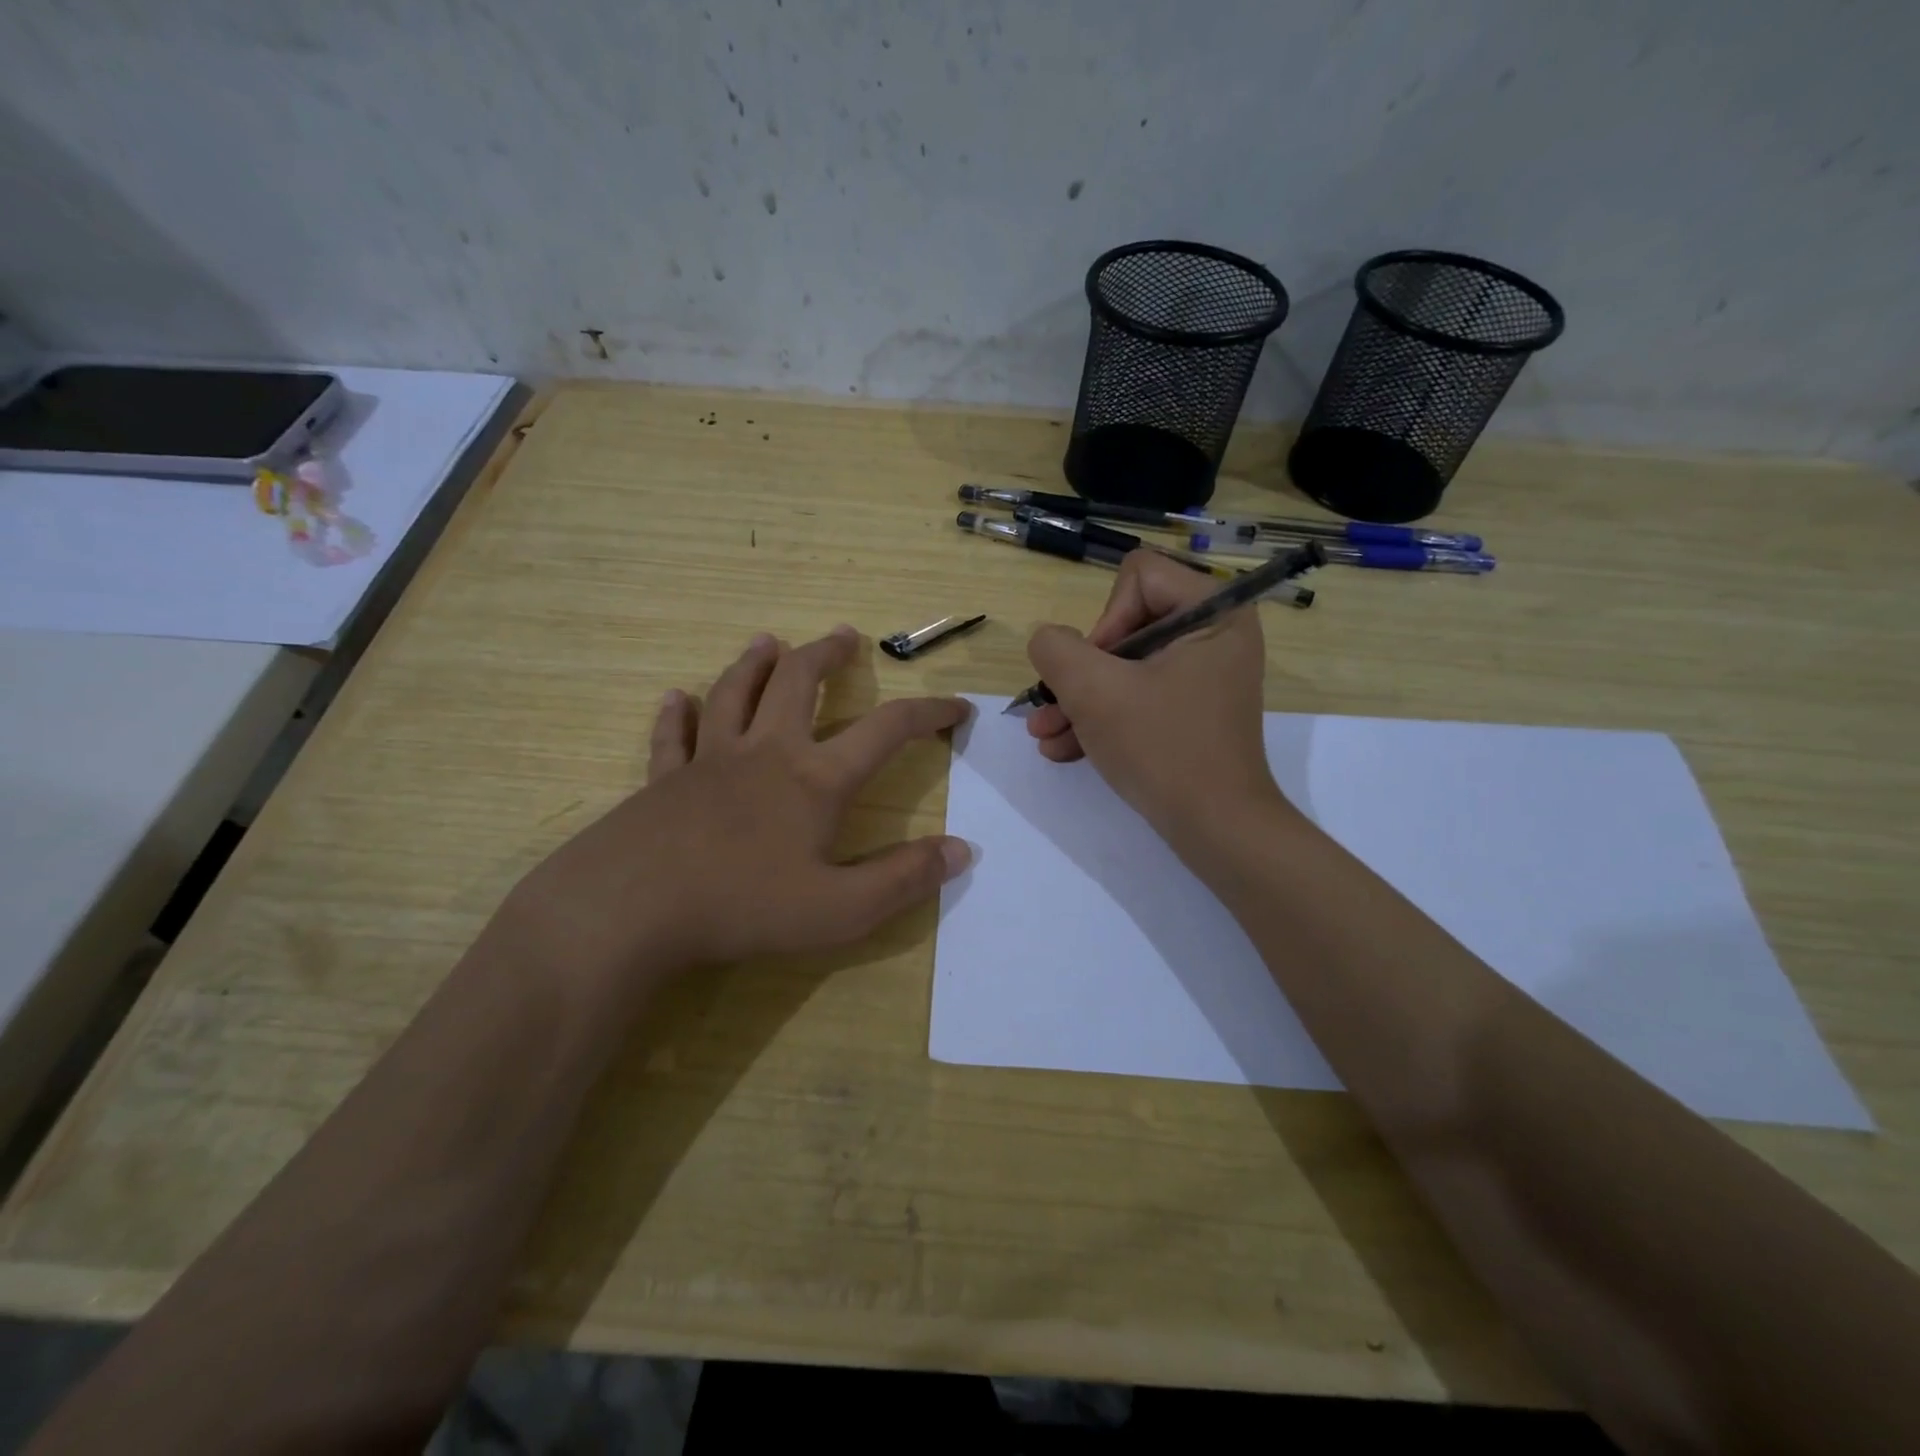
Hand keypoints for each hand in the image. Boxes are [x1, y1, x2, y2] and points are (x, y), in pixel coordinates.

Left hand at [503, 626, 970, 991]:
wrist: (630, 910)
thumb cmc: (743, 906)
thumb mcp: (841, 909)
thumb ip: (904, 879)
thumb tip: (962, 850)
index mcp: (815, 779)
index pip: (887, 729)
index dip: (928, 713)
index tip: (957, 707)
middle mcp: (765, 753)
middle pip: (799, 683)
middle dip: (827, 655)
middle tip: (845, 636)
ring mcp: (708, 761)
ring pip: (734, 693)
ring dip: (755, 664)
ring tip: (769, 641)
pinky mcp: (662, 780)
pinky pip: (672, 736)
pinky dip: (677, 714)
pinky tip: (676, 698)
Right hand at [1025, 551, 1284, 835]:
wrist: (1216, 829)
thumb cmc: (1162, 748)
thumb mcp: (1094, 691)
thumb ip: (1056, 650)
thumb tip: (1049, 642)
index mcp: (1213, 612)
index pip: (1138, 576)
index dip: (1104, 619)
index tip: (1097, 670)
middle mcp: (1214, 636)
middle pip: (1125, 625)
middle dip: (1080, 672)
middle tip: (1052, 706)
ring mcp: (1203, 677)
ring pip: (1124, 668)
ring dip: (1078, 701)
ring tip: (1043, 735)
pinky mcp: (1191, 712)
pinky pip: (1138, 698)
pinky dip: (1102, 719)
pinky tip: (1062, 749)